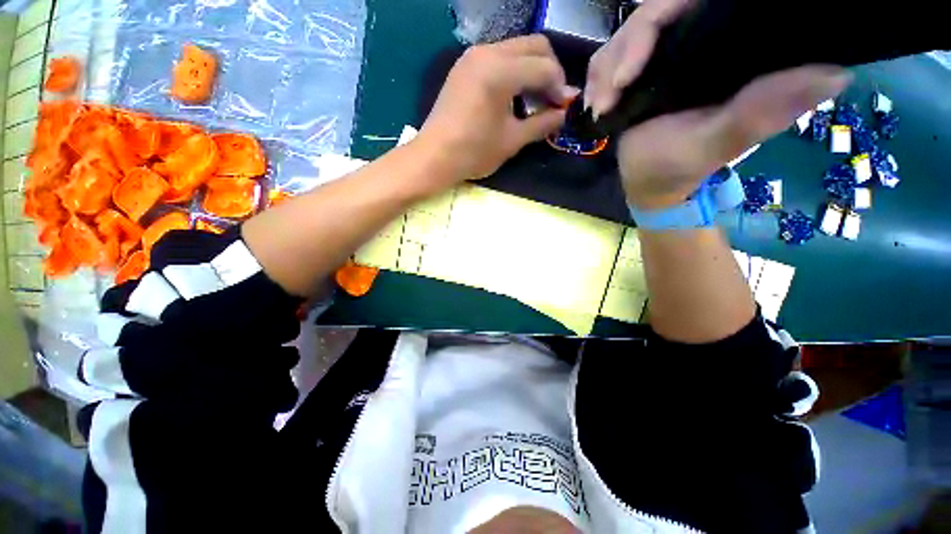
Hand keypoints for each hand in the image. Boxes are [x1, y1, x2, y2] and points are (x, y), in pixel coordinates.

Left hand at [415, 35, 577, 183]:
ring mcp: (473, 56)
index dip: (559, 87)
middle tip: (551, 100)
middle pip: (534, 46)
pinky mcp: (464, 65)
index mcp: (500, 71)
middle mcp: (487, 52)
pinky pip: (499, 57)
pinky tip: (513, 96)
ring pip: (516, 48)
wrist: (434, 157)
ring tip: (533, 100)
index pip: (544, 66)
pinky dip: (513, 71)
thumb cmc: (473, 152)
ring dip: (531, 69)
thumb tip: (564, 113)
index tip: (563, 108)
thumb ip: (542, 123)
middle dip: (550, 71)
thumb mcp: (512, 140)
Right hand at [586, 0, 850, 209]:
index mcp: (725, 49)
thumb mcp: (717, 144)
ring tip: (602, 108)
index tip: (626, 75)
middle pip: (650, 14)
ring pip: (624, 35)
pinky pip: (609, 57)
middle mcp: (696, 42)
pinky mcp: (639, 71)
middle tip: (608, 99)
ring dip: (604, 72)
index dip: (655, 22)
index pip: (688, 5)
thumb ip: (760, 112)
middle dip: (620, 56)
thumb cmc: (679, 167)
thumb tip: (834, 73)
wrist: (648, 183)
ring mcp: (663, 55)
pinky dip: (597, 79)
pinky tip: (598, 105)